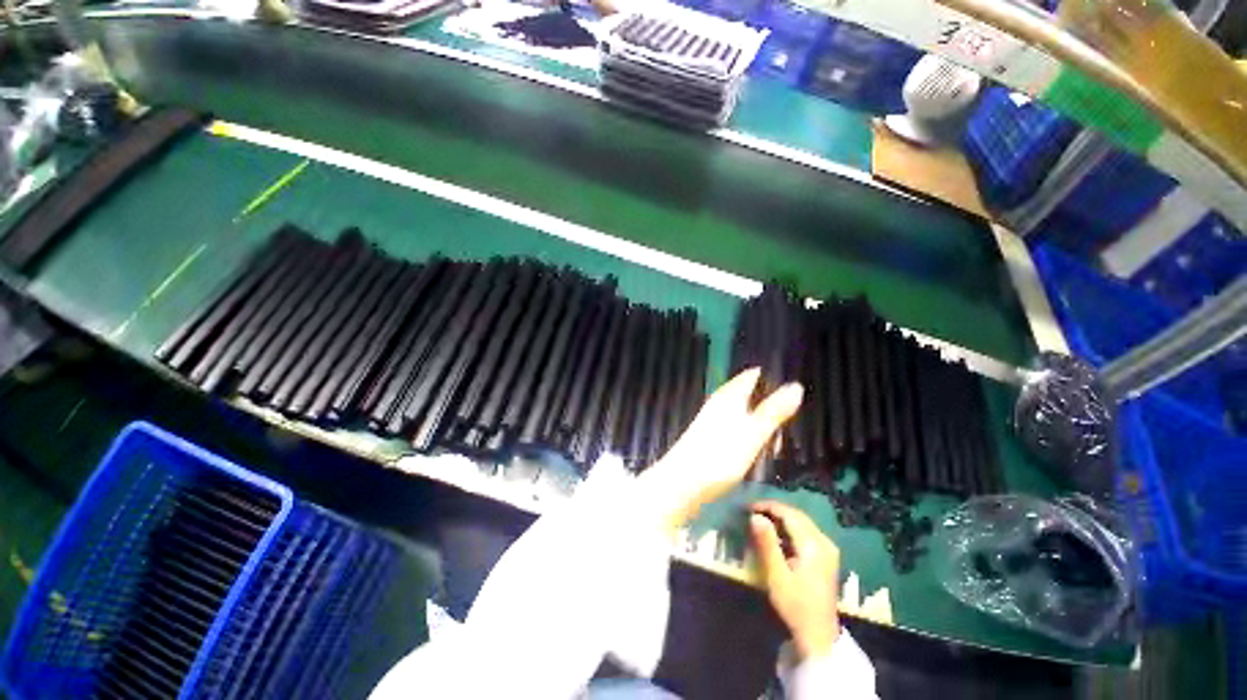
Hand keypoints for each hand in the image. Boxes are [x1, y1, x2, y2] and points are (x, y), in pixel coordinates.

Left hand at [639, 369, 802, 531]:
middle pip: (750, 394)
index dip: (773, 376)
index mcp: (729, 396)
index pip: (752, 375)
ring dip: (763, 423)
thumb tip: (796, 386)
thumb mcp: (751, 434)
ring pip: (745, 412)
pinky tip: (757, 451)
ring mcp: (714, 420)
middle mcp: (720, 403)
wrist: (681, 484)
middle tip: (790, 423)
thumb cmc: (718, 457)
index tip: (795, 385)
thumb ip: (772, 412)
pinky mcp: (711, 437)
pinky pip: (738, 428)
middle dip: (771, 404)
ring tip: (775, 444)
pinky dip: (751, 435)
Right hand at [750, 501, 840, 659]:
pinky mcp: (826, 556)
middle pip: (797, 516)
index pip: (789, 514)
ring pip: (802, 522)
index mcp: (813, 545)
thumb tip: (755, 516)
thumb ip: (767, 543)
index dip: (768, 507)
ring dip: (781, 519)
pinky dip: (790, 529)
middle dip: (774, 510)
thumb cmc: (795, 605)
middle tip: (752, 512)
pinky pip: (806, 532)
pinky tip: (777, 536)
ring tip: (761, 521)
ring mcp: (827, 549)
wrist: (819, 635)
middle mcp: (824, 542)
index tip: (748, 507)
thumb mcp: (776, 575)